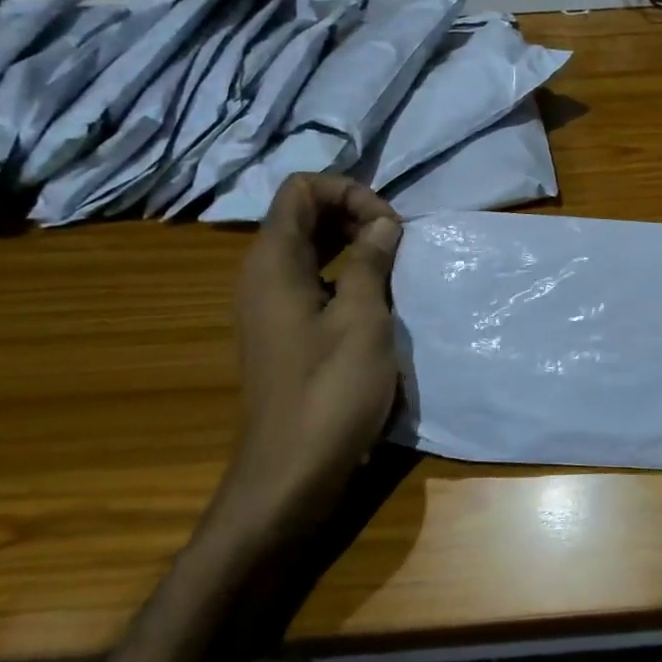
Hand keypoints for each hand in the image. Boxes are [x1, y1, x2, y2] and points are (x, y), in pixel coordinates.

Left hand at [218, 172, 402, 542]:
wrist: (292, 472)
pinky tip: (378, 293)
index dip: (348, 192)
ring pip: (309, 246)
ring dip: (352, 242)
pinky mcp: (284, 330)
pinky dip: (344, 271)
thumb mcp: (362, 319)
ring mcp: (270, 305)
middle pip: (303, 214)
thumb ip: (371, 262)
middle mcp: (262, 275)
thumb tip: (384, 224)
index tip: (389, 224)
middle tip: (398, 240)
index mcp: (272, 263)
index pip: (301, 190)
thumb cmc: (330, 391)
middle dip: (353, 212)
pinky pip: (312, 278)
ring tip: (395, 261)